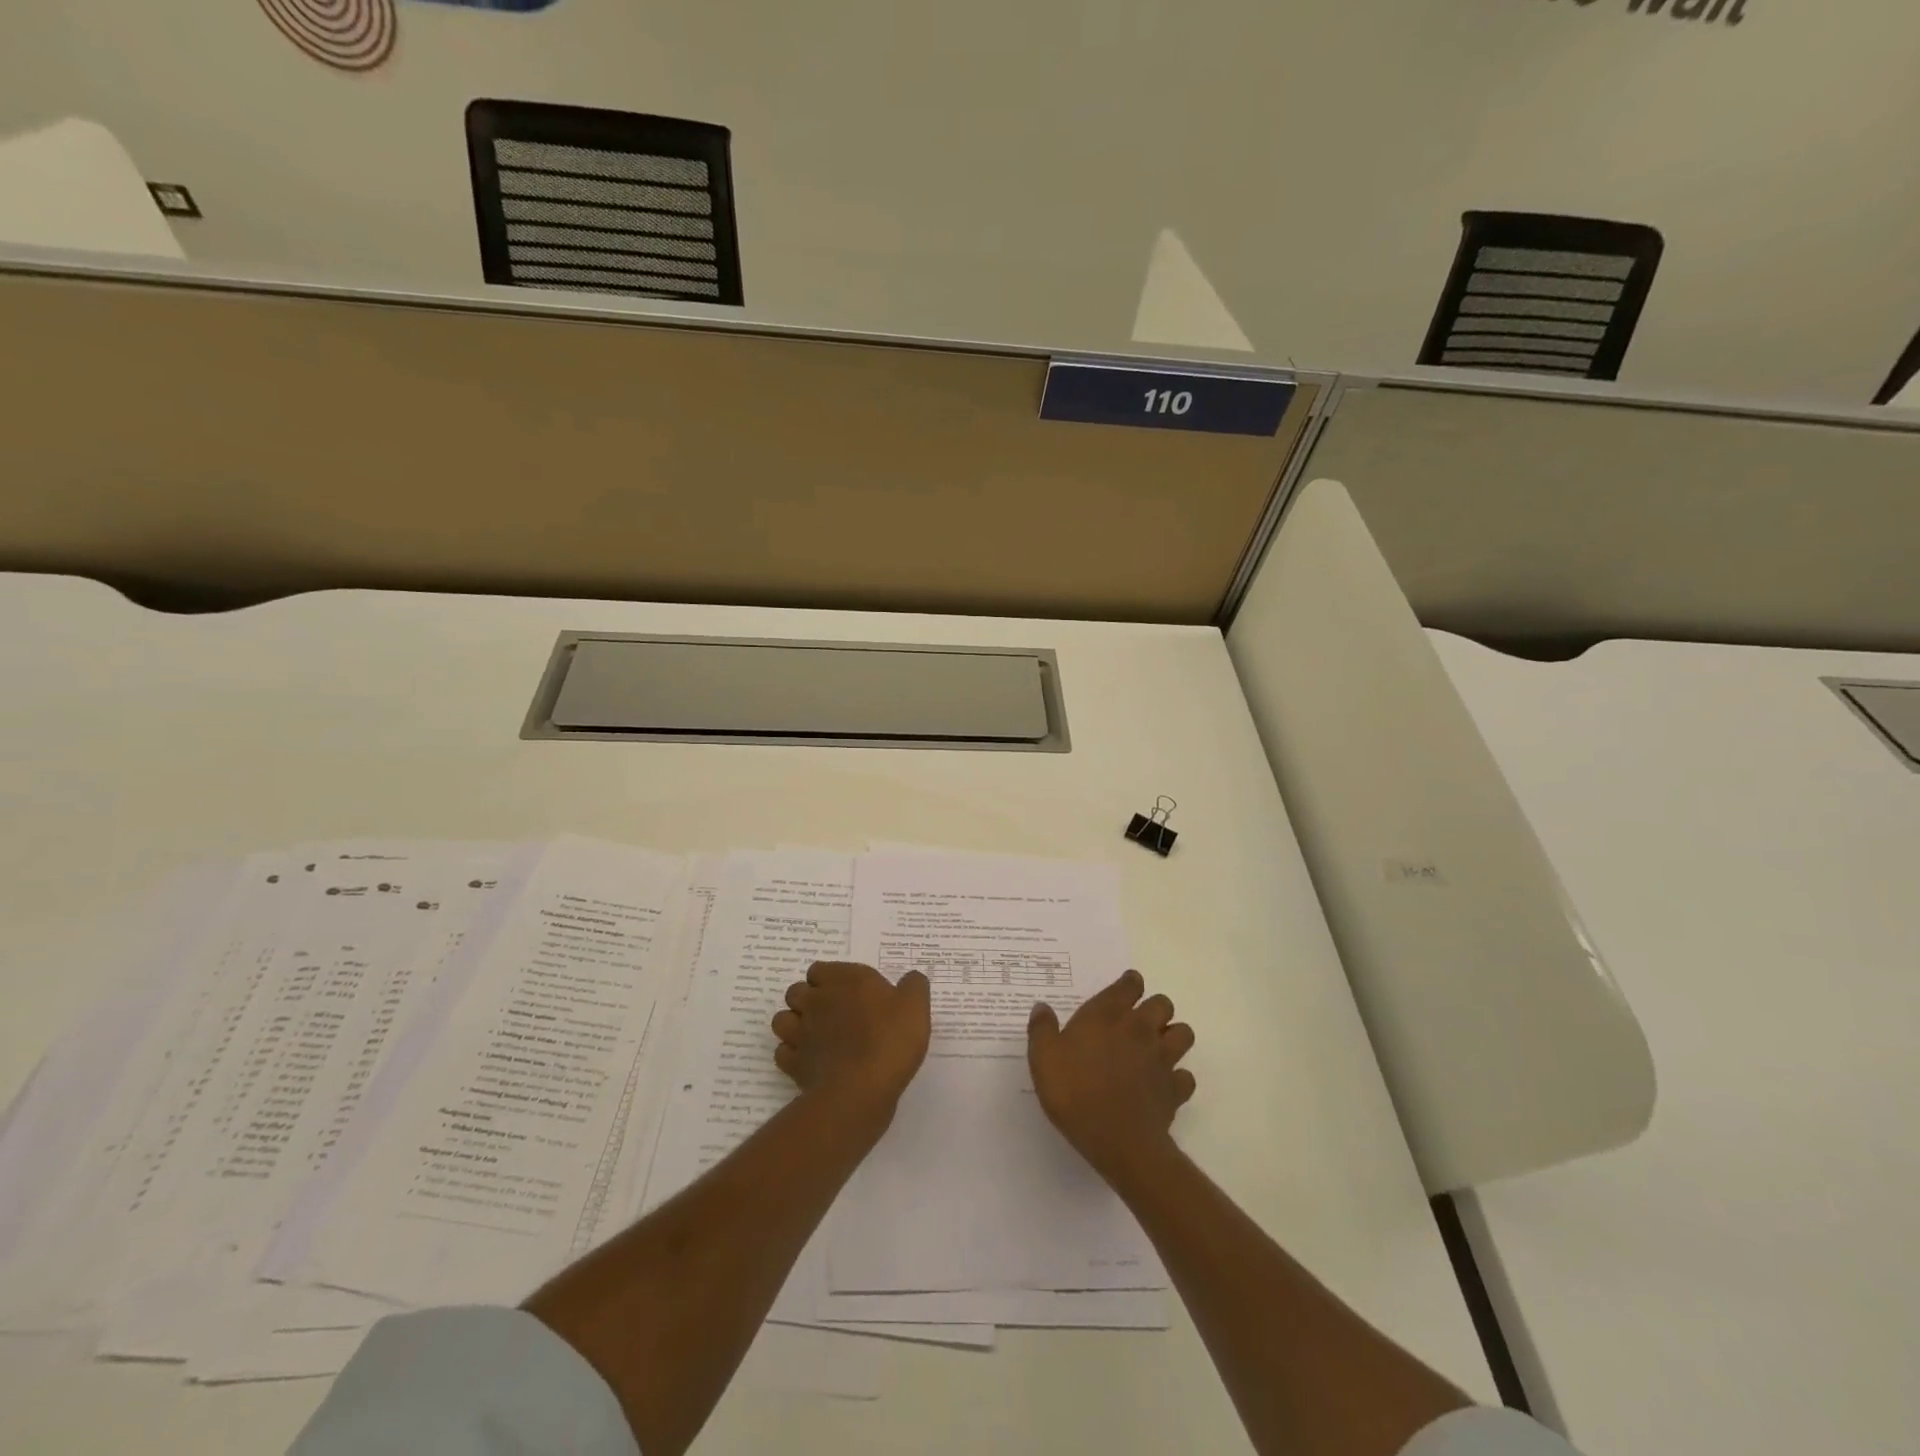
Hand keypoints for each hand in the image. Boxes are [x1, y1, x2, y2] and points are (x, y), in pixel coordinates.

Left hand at [771, 961, 930, 1122]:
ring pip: (782, 1020)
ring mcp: (801, 1034)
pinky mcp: (794, 1065)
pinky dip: (792, 1055)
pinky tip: (812, 1061)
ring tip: (816, 1035)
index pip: (819, 969)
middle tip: (832, 1013)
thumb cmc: (890, 1039)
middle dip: (808, 999)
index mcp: (844, 981)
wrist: (862, 1089)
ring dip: (794, 1024)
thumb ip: (913, 985)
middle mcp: (816, 1002)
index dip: (830, 979)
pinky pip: (783, 1053)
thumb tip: (910, 979)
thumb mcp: (915, 1005)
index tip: (849, 992)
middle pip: (796, 991)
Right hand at [1028, 968, 1195, 1182]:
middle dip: (1155, 1008)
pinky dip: (1178, 1078)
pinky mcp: (1175, 1089)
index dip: (1129, 983)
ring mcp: (1162, 1059)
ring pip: (1183, 1033)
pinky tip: (1163, 1085)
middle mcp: (1140, 1029)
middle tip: (1138, 1022)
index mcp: (1108, 1015)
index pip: (1129, 984)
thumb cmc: (1075, 1092)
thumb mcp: (1043, 1058)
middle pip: (1163, 1004)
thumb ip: (1042, 1029)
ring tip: (1156, 1048)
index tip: (1124, 990)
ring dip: (1173, 1036)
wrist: (1117, 1140)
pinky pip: (1186, 1076)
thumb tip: (1042, 1007)